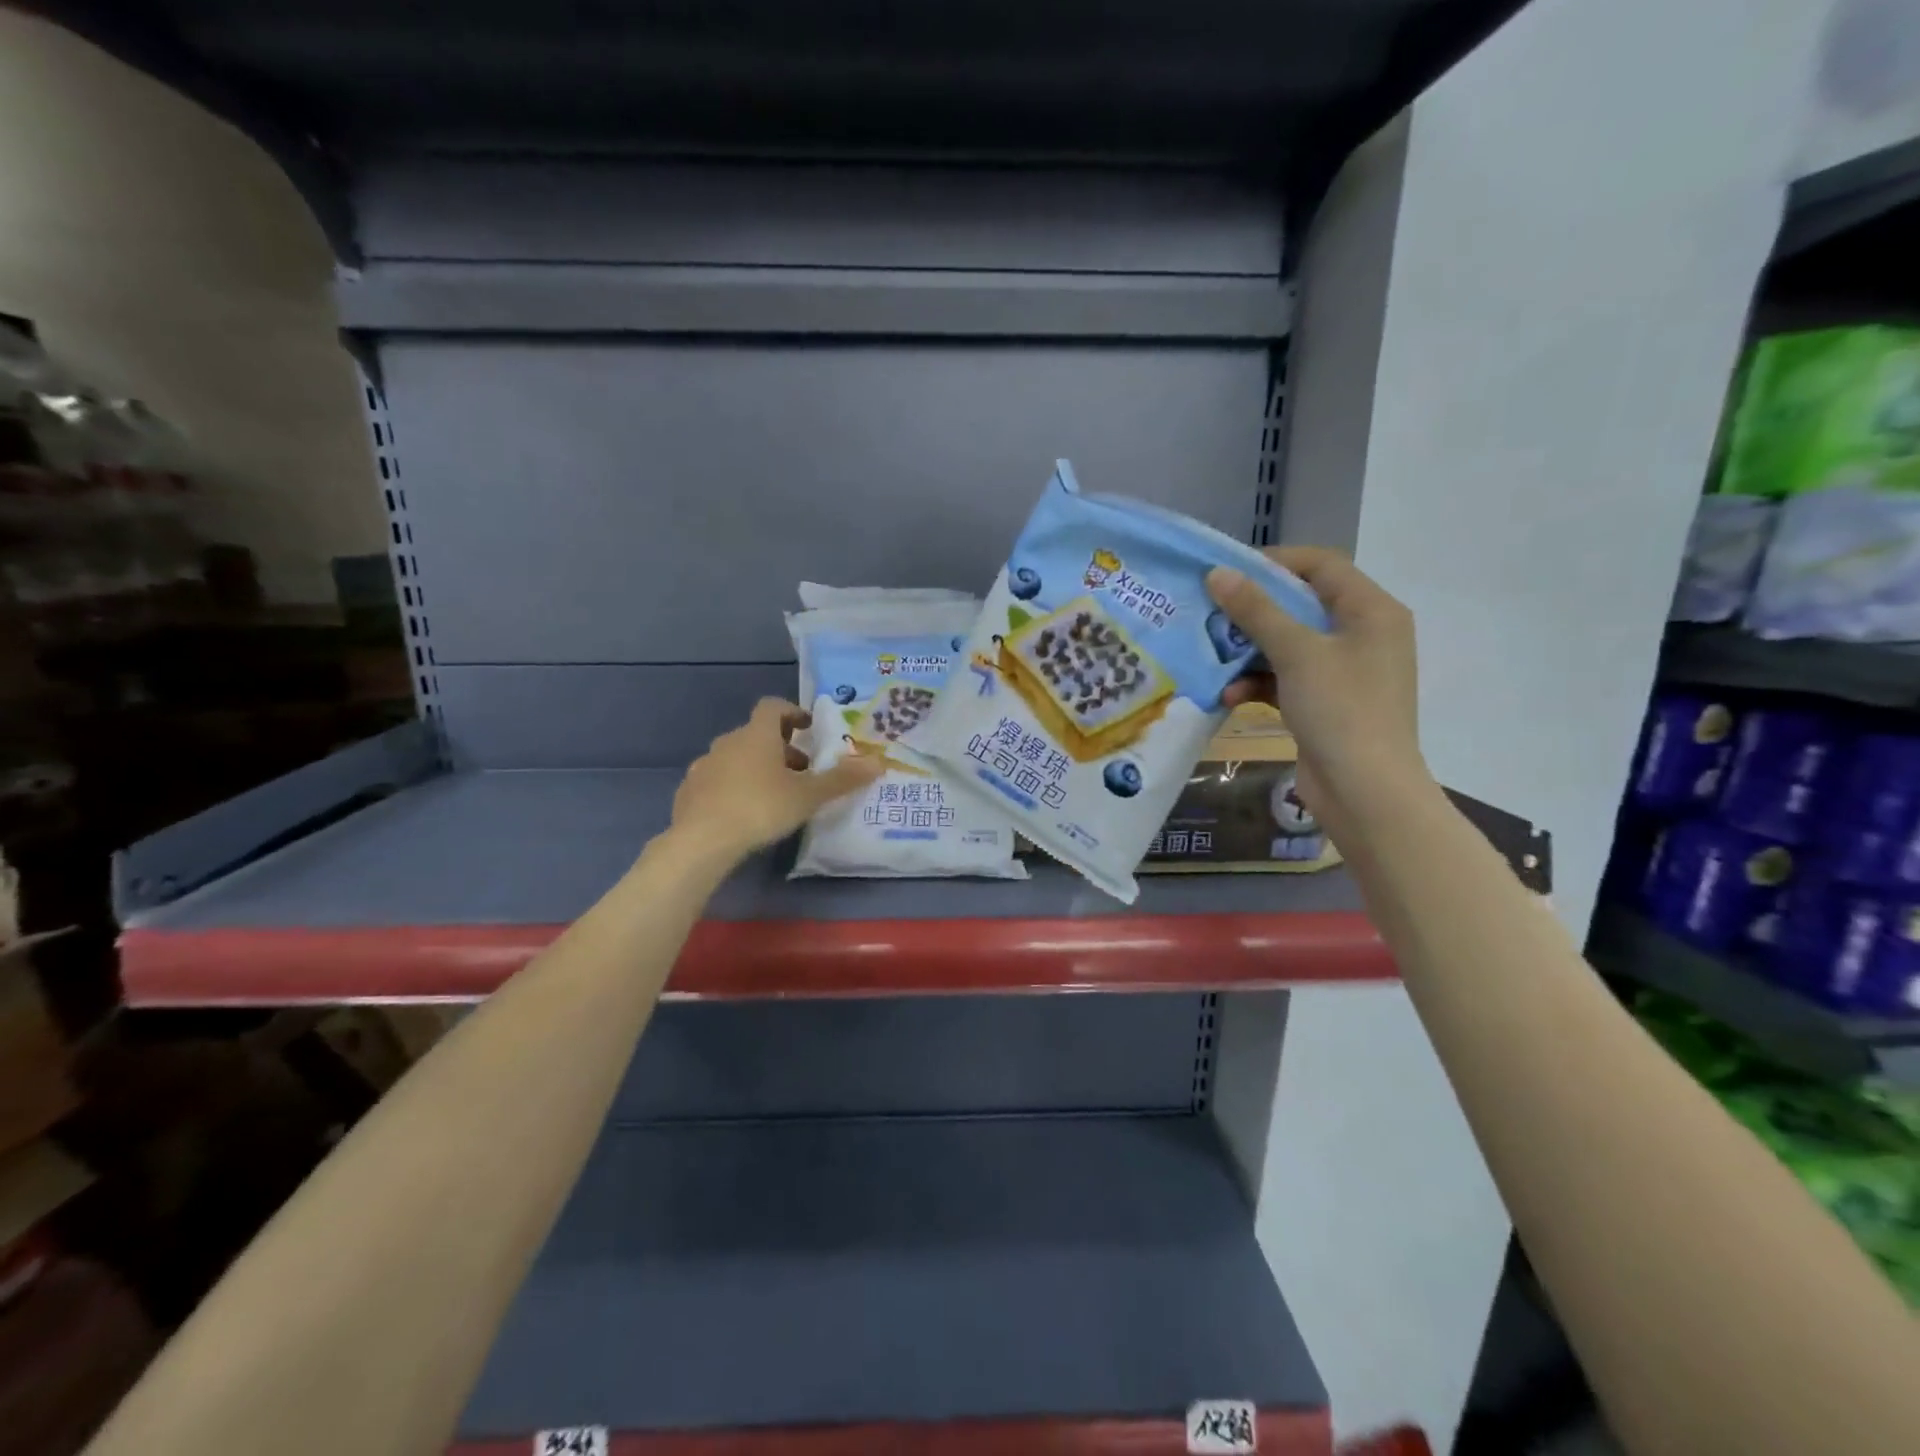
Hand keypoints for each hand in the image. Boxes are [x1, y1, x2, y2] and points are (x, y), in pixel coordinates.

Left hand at [670, 698, 883, 861]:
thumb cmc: (761, 808)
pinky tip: (744, 813)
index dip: (792, 713)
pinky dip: (734, 787)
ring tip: (775, 796)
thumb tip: (878, 763)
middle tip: (801, 772)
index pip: (773, 707)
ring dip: (757, 768)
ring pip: (736, 757)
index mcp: (757, 735)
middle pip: (757, 734)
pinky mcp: (689, 791)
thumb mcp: (808, 796)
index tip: (808, 728)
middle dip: (781, 749)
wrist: (701, 840)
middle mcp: (728, 742)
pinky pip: (717, 780)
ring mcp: (704, 766)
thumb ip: (842, 779)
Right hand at [1209, 548, 1430, 836]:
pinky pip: (1285, 679)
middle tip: (1210, 612)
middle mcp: (1362, 635)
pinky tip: (1230, 695)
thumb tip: (1218, 574)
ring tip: (1212, 657)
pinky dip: (1258, 683)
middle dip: (1252, 612)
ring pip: (1287, 645)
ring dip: (1248, 652)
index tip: (1228, 572)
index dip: (1274, 563)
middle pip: (1300, 606)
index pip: (1322, 565)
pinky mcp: (1325, 703)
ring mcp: (1344, 672)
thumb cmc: (1341, 710)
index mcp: (1371, 612)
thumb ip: (1257, 611)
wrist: (1365, 792)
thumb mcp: (1297, 653)